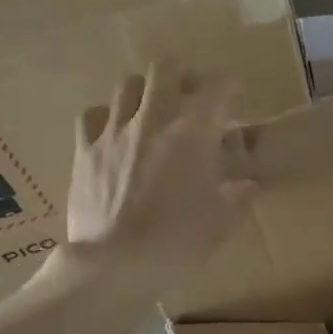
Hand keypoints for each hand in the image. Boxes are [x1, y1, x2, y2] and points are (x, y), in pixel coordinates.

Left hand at [57, 61, 254, 296]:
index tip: (237, 95)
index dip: (230, 86)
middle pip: (165, 70)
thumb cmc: (178, 243)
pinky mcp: (85, 151)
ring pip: (127, 85)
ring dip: (146, 91)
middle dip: (184, 74)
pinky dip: (108, 116)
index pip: (217, 89)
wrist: (115, 263)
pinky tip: (115, 130)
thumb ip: (238, 197)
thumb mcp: (222, 223)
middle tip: (192, 92)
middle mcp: (153, 121)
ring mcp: (114, 133)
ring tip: (154, 109)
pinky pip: (93, 116)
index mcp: (193, 135)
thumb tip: (247, 184)